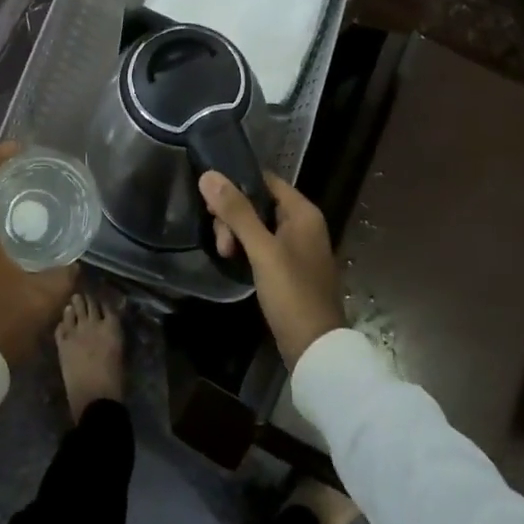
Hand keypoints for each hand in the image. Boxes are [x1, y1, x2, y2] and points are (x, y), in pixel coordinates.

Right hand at [200, 171, 345, 368]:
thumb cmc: (292, 293)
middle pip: (259, 203)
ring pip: (257, 225)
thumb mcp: (262, 250)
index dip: (238, 184)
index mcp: (304, 212)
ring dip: (237, 234)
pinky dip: (246, 248)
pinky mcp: (289, 268)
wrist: (315, 349)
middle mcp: (303, 224)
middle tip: (220, 241)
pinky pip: (262, 245)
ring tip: (225, 255)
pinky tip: (233, 260)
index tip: (211, 200)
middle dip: (234, 216)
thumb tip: (208, 175)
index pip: (266, 179)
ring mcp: (297, 247)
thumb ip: (237, 212)